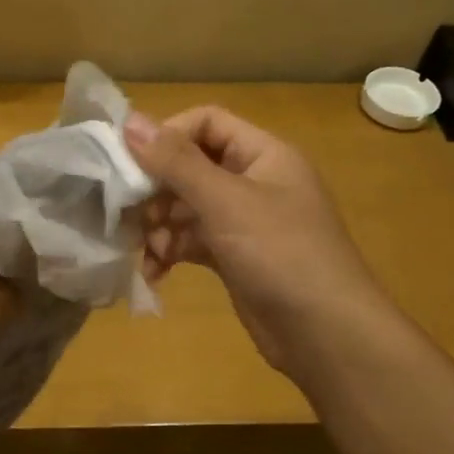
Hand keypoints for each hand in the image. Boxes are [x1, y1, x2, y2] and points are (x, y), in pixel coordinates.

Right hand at [126, 107, 388, 378]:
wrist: (324, 332)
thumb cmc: (280, 254)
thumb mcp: (226, 202)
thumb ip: (176, 162)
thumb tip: (130, 121)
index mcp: (263, 154)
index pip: (206, 123)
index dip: (167, 136)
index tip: (129, 163)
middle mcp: (254, 181)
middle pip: (191, 167)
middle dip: (158, 191)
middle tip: (131, 215)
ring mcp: (244, 222)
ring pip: (187, 208)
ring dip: (161, 226)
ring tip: (151, 251)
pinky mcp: (234, 257)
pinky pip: (193, 241)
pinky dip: (172, 252)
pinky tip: (156, 273)